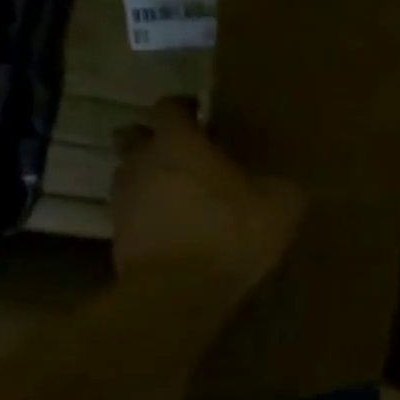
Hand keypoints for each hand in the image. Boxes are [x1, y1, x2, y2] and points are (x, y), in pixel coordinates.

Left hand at [111, 97, 303, 299]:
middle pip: (134, 137)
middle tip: (189, 153)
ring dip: (155, 179)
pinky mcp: (118, 236)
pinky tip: (183, 228)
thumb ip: (278, 184)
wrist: (178, 292)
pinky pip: (136, 212)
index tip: (204, 116)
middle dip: (156, 139)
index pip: (167, 107)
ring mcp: (124, 200)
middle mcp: (141, 163)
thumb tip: (279, 183)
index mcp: (178, 143)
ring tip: (189, 195)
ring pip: (133, 176)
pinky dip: (154, 214)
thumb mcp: (280, 204)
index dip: (184, 108)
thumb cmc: (230, 232)